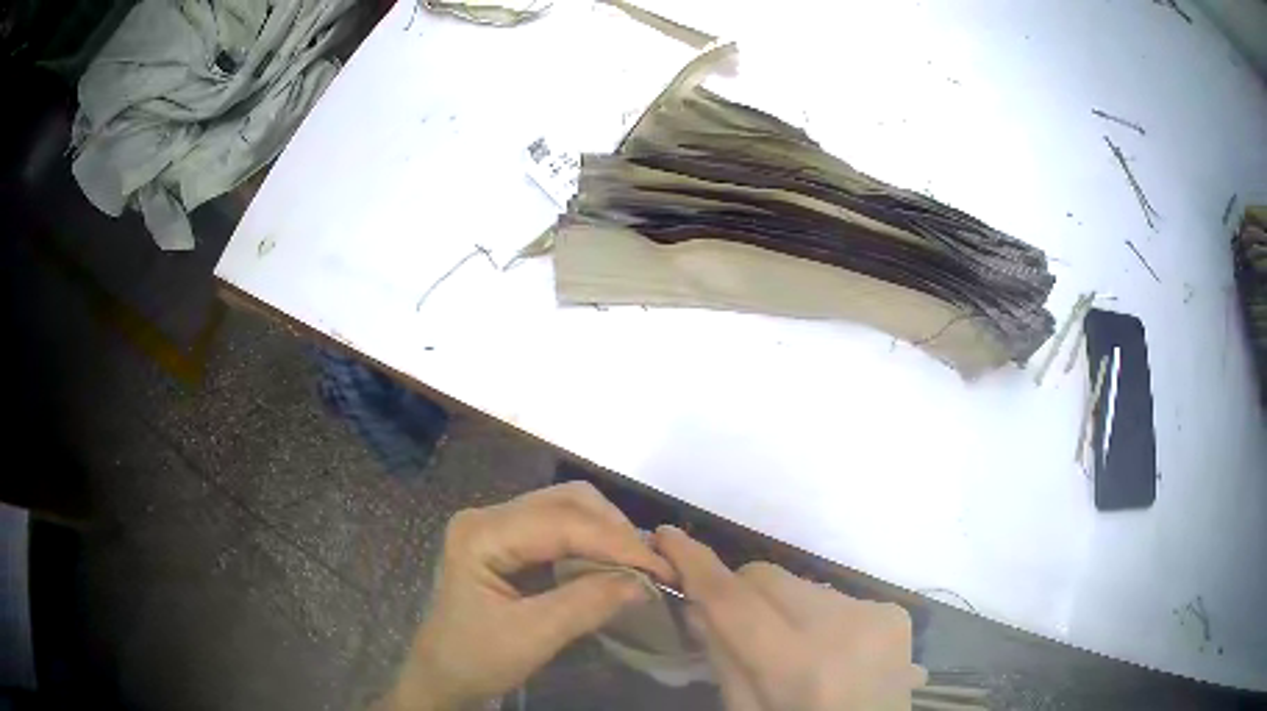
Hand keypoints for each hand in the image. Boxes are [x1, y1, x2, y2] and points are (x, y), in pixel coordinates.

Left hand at [382, 482, 674, 710]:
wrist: (443, 674)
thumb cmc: (476, 659)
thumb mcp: (532, 637)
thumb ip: (587, 604)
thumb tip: (644, 583)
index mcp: (481, 534)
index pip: (561, 522)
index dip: (616, 542)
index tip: (662, 567)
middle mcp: (488, 516)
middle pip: (566, 502)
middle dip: (615, 531)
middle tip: (651, 566)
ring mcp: (497, 525)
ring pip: (567, 508)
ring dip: (608, 533)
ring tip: (638, 565)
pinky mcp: (509, 541)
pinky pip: (561, 527)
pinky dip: (594, 542)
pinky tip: (612, 564)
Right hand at [655, 525, 925, 710]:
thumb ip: (723, 658)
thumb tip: (697, 602)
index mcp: (798, 668)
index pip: (735, 602)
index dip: (697, 564)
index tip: (665, 535)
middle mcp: (842, 628)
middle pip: (767, 577)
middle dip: (740, 593)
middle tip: (738, 626)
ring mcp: (875, 614)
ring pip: (800, 583)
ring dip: (784, 607)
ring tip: (795, 647)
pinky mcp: (894, 611)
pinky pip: (835, 595)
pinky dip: (820, 616)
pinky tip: (831, 649)